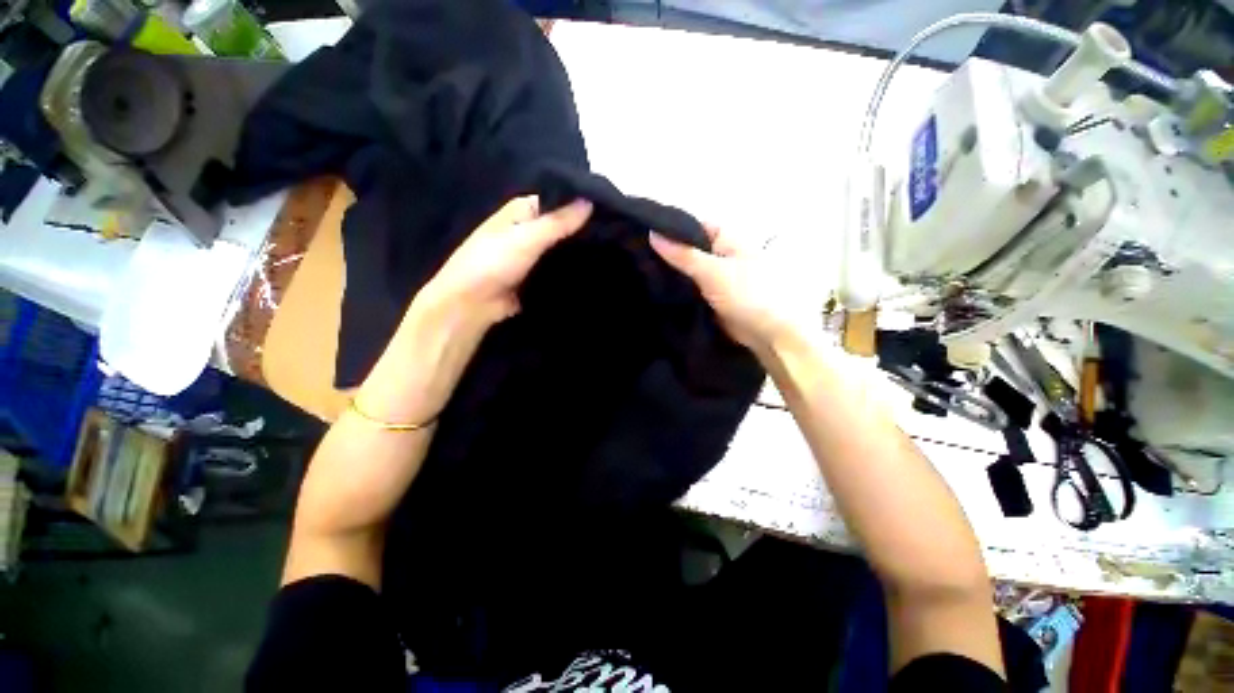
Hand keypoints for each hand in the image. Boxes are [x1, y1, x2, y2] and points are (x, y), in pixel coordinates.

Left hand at [358, 196, 591, 423]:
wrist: (471, 304)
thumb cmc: (493, 262)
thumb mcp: (527, 238)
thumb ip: (558, 222)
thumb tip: (589, 202)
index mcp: (521, 212)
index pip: (556, 200)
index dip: (578, 204)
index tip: (607, 210)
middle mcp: (527, 230)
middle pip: (560, 226)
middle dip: (582, 231)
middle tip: (612, 232)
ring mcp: (532, 255)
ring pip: (561, 249)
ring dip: (578, 251)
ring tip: (609, 250)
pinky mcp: (536, 277)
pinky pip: (558, 269)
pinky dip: (571, 270)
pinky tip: (594, 270)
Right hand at [649, 225, 800, 357]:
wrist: (767, 334)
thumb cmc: (748, 294)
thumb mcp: (712, 271)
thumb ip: (683, 255)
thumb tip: (652, 234)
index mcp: (726, 239)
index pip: (692, 227)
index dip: (669, 229)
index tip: (640, 234)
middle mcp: (719, 255)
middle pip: (687, 249)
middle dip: (666, 254)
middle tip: (635, 257)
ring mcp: (714, 277)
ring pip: (686, 271)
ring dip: (669, 274)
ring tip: (639, 273)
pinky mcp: (710, 297)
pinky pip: (689, 289)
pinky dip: (676, 290)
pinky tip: (654, 292)